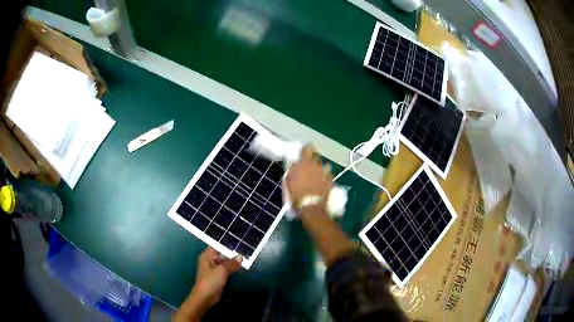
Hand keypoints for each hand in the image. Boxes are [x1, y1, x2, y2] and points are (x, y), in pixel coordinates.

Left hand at [177, 247, 241, 320]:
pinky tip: (241, 265)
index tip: (238, 240)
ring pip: (225, 261)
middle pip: (222, 253)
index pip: (217, 245)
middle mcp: (210, 260)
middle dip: (232, 252)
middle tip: (245, 248)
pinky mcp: (218, 276)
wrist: (205, 297)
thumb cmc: (210, 281)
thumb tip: (241, 256)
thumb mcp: (222, 270)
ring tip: (246, 255)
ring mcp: (214, 269)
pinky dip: (233, 267)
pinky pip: (226, 269)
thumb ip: (231, 263)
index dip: (226, 243)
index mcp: (207, 256)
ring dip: (233, 260)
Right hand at [284, 146, 332, 208]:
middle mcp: (318, 164)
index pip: (307, 148)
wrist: (311, 207)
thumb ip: (293, 168)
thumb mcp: (288, 180)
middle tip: (307, 166)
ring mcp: (326, 173)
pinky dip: (325, 178)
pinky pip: (328, 175)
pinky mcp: (332, 181)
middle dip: (312, 160)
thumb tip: (295, 163)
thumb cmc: (296, 194)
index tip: (302, 154)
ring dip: (320, 168)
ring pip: (324, 166)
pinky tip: (321, 184)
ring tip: (315, 176)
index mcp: (305, 162)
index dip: (305, 150)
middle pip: (317, 156)